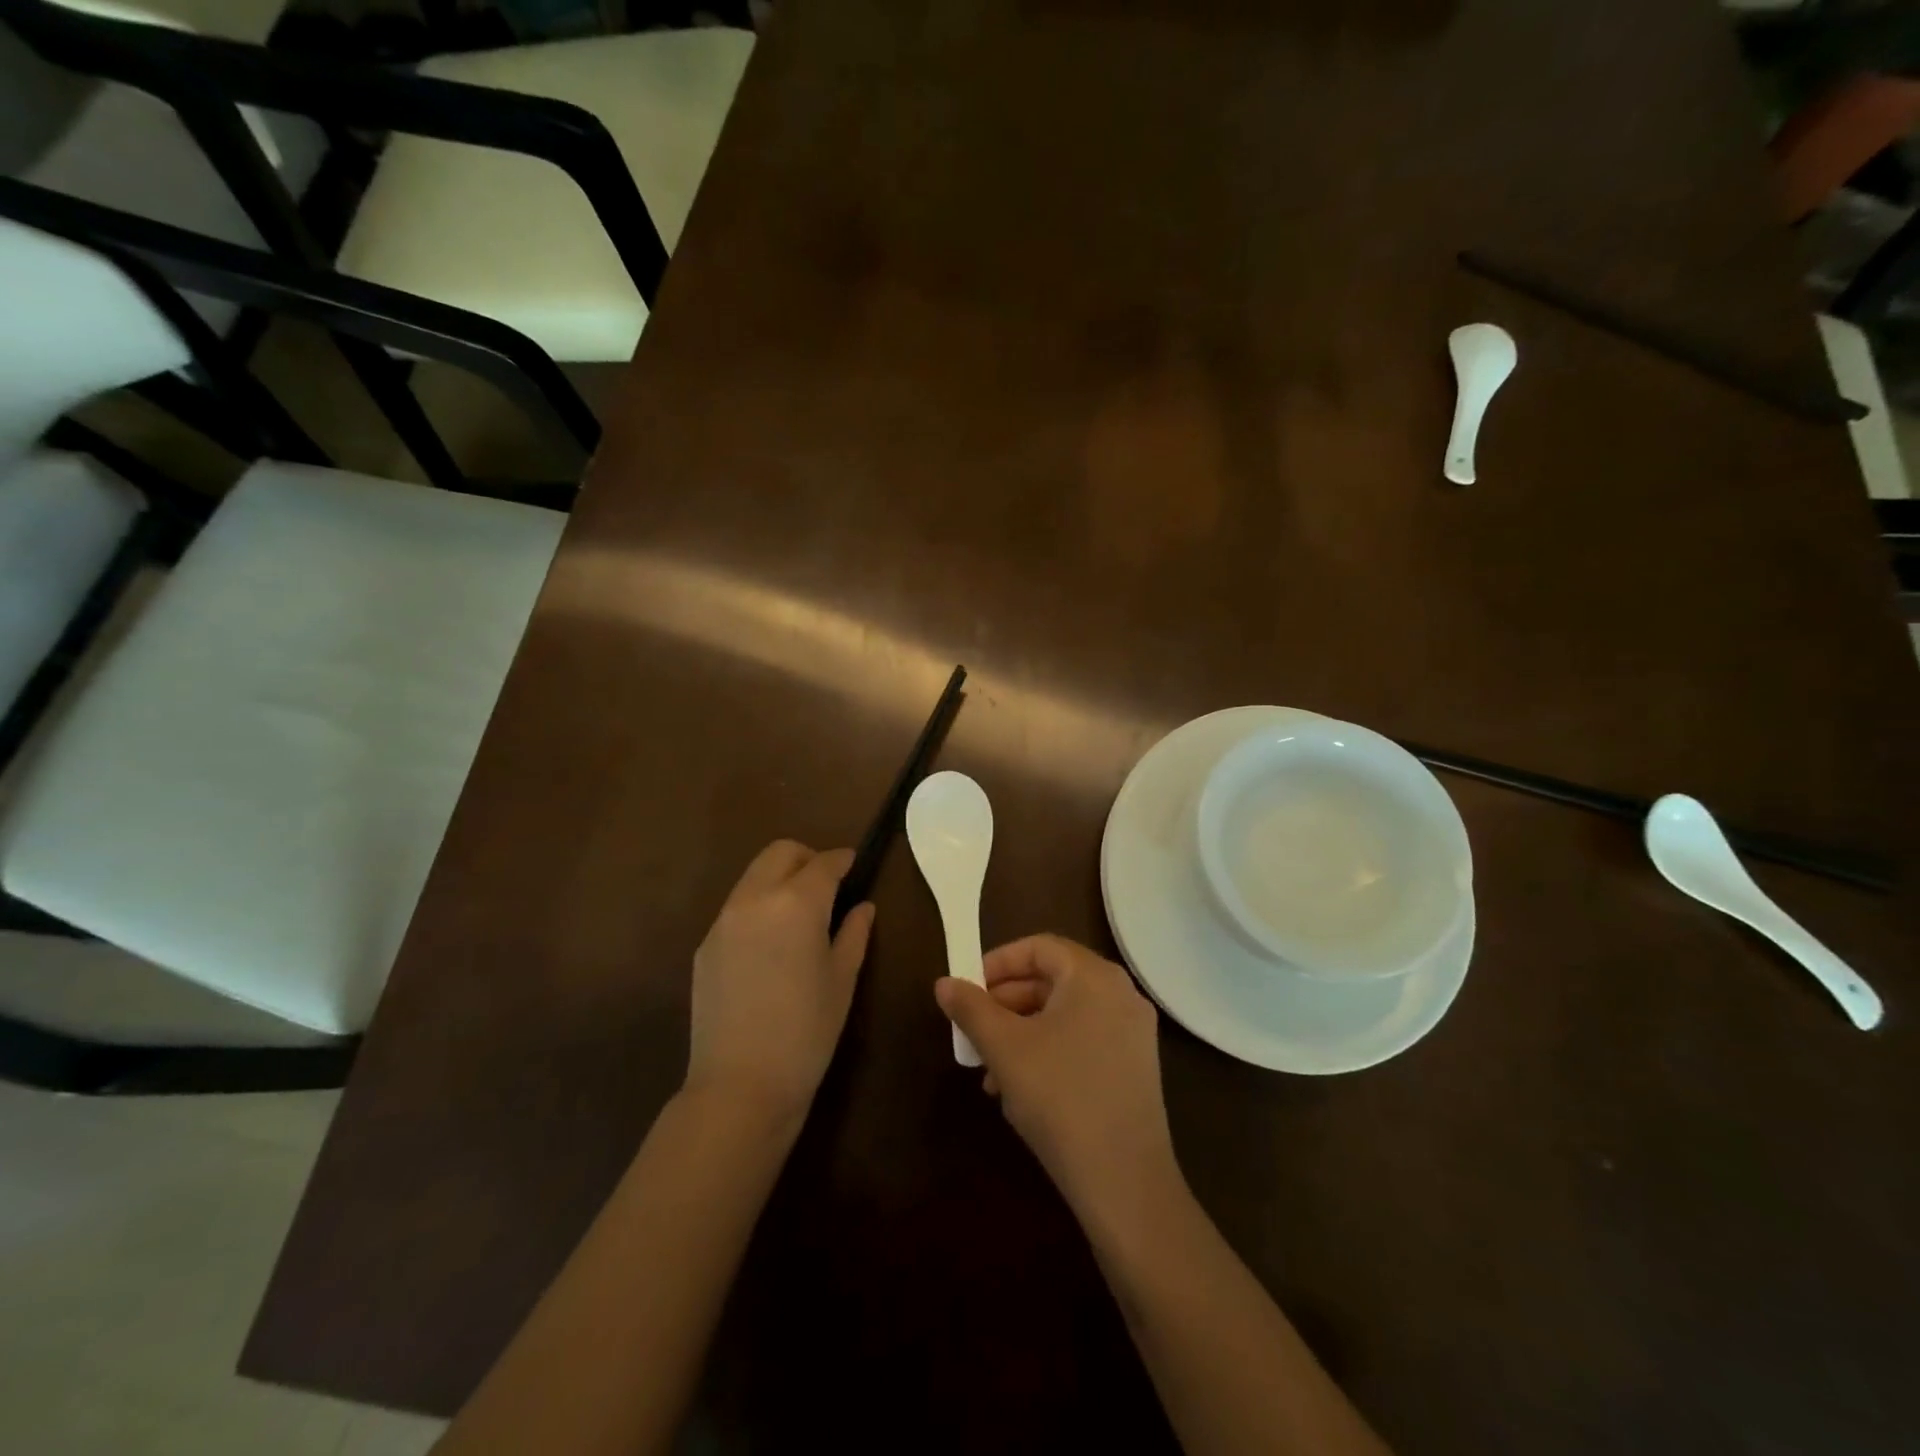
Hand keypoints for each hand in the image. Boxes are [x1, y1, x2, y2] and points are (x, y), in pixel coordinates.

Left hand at [686, 841, 874, 1125]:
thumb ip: (854, 933)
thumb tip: (862, 907)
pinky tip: (771, 943)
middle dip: (807, 858)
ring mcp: (724, 920)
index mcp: (796, 903)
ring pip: (754, 876)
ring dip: (780, 879)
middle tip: (828, 885)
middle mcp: (755, 899)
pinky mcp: (705, 945)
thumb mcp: (842, 979)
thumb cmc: (807, 1031)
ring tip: (800, 914)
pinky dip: (759, 906)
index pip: (824, 863)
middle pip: (781, 853)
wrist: (740, 1085)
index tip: (855, 865)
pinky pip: (737, 907)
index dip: (843, 860)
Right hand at [934, 934, 1178, 1228]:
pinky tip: (1020, 1089)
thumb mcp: (1004, 1048)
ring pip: (1065, 1013)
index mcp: (1093, 976)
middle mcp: (1120, 993)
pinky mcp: (1135, 1066)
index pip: (1039, 947)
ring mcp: (1133, 1031)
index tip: (968, 989)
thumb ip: (971, 1008)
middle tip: (974, 1029)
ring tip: (989, 1069)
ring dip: (1022, 1031)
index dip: (998, 963)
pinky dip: (1049, 1049)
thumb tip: (944, 983)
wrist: (1124, 1181)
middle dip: (1006, 1002)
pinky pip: (1083, 1039)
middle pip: (1052, 979)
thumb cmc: (1059, 1097)